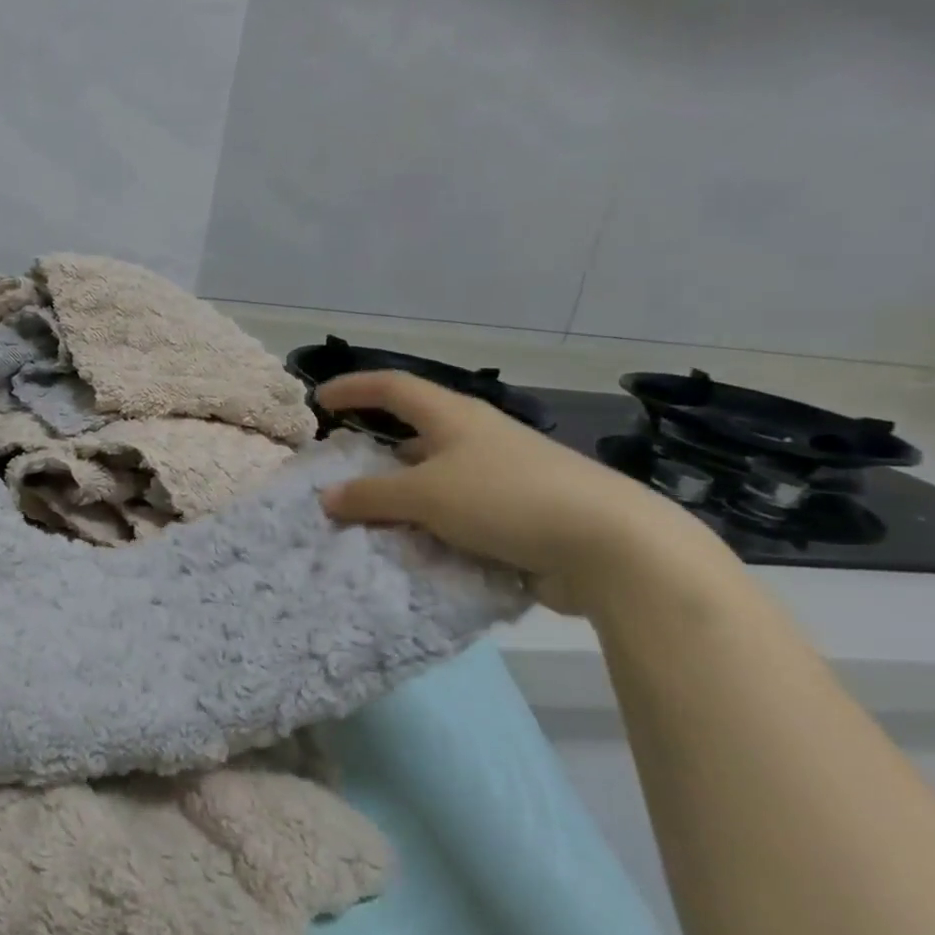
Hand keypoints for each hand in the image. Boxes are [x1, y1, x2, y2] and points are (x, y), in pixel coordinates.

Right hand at [316, 372, 735, 617]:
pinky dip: (433, 525)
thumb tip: (327, 497)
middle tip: (344, 468)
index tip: (321, 400)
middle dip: (377, 448)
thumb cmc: (506, 500)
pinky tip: (417, 547)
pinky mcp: (523, 514)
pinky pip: (461, 513)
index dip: (354, 388)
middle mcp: (478, 438)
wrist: (613, 548)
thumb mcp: (426, 496)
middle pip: (416, 432)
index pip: (393, 387)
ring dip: (404, 494)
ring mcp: (505, 476)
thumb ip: (372, 496)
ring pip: (438, 477)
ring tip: (372, 516)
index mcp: (454, 416)